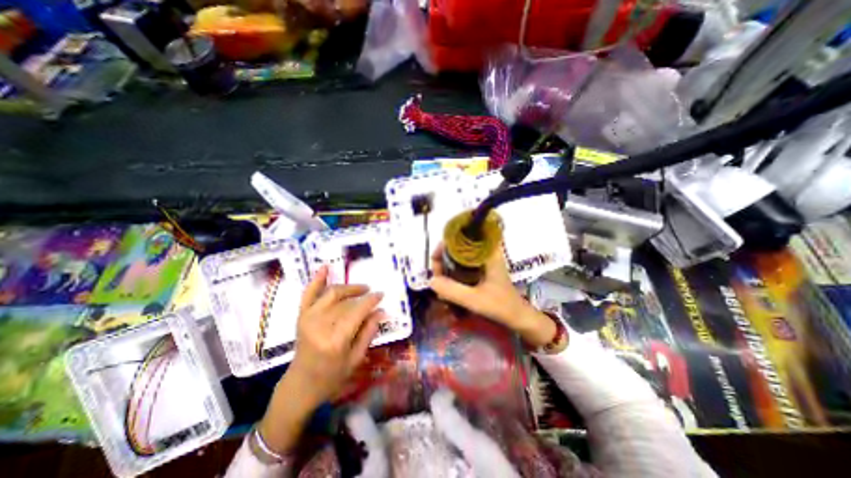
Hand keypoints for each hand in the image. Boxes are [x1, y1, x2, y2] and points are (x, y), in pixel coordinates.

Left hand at [290, 266, 381, 406]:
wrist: (301, 384)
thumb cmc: (332, 376)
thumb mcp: (356, 358)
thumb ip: (369, 332)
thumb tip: (381, 311)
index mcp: (335, 340)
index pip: (357, 311)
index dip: (371, 300)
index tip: (381, 294)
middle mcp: (319, 325)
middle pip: (345, 301)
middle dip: (361, 295)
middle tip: (372, 295)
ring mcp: (308, 319)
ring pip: (332, 293)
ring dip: (348, 288)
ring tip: (361, 289)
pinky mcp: (301, 316)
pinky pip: (309, 294)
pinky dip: (317, 280)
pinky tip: (325, 268)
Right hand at [430, 245, 562, 349]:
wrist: (518, 317)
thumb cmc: (501, 306)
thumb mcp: (475, 300)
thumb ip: (452, 290)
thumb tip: (431, 281)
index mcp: (487, 252)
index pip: (461, 237)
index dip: (445, 245)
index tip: (435, 261)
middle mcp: (484, 252)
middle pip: (456, 246)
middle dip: (442, 259)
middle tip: (437, 277)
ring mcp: (482, 261)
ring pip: (457, 256)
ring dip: (446, 267)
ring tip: (440, 284)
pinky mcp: (480, 269)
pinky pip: (461, 265)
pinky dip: (452, 272)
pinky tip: (448, 286)